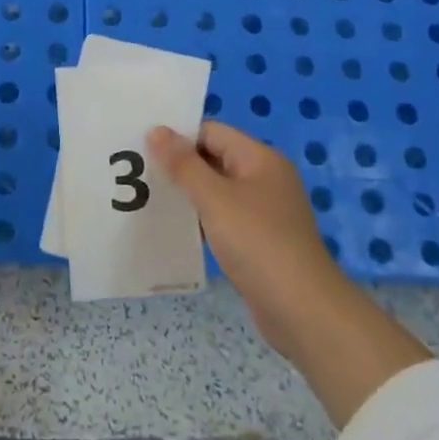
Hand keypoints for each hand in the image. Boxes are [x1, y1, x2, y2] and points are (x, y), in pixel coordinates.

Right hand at [148, 121, 339, 359]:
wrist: (302, 310)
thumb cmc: (258, 243)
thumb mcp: (215, 199)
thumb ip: (183, 164)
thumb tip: (156, 129)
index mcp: (260, 158)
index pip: (211, 132)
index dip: (178, 136)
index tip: (141, 147)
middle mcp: (264, 178)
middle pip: (213, 158)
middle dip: (178, 165)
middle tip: (136, 172)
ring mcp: (263, 210)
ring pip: (215, 190)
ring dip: (186, 193)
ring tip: (146, 198)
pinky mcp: (258, 240)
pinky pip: (222, 217)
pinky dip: (199, 218)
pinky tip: (173, 228)